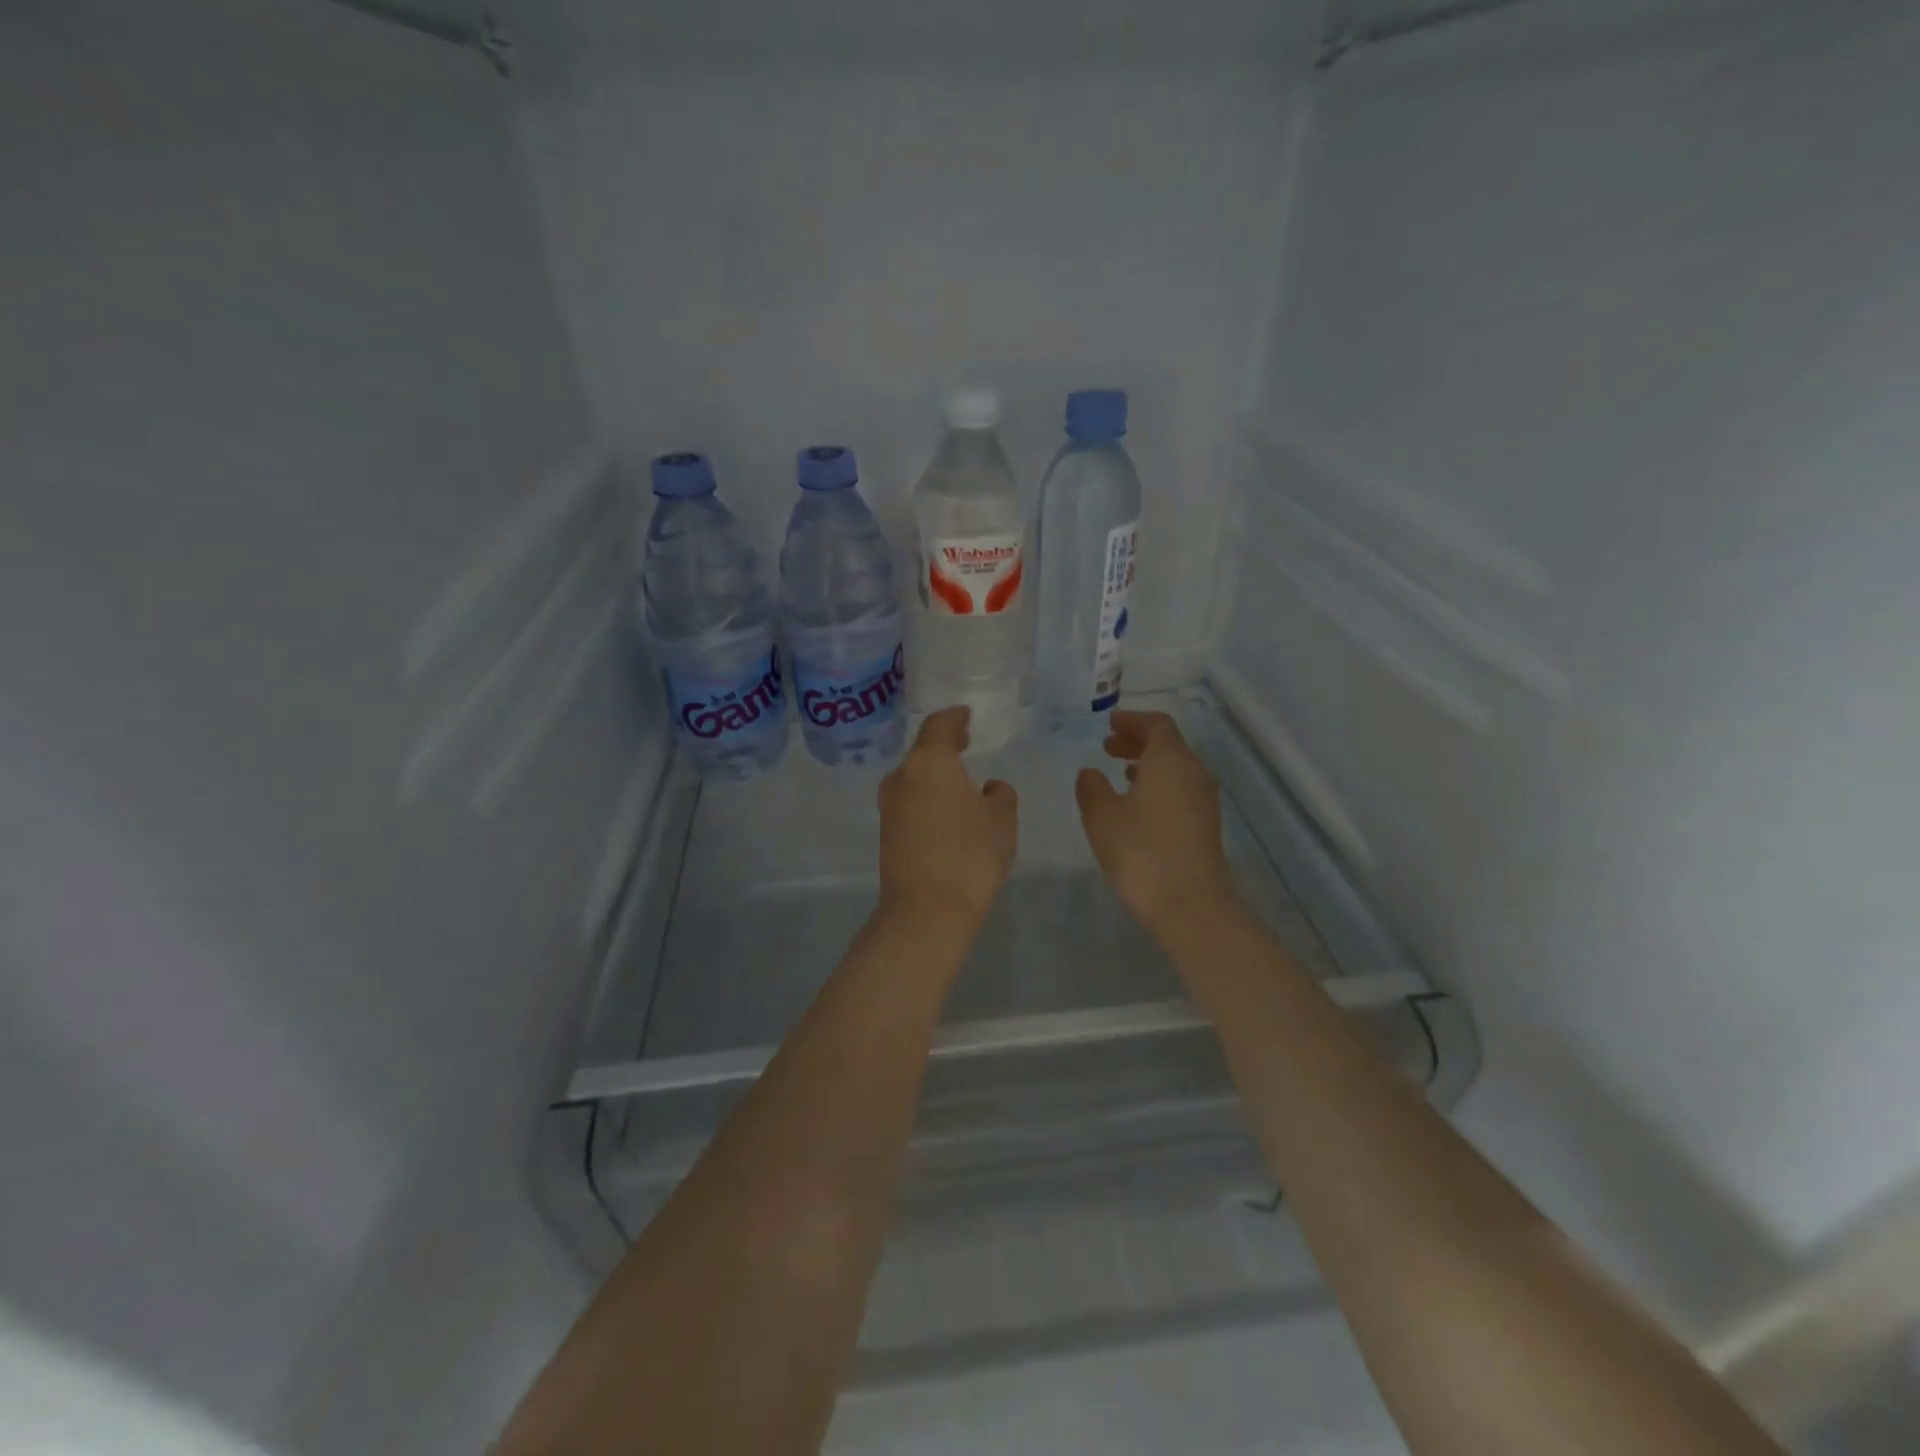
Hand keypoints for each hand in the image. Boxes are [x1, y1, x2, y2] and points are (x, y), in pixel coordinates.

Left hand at [877, 707, 1017, 935]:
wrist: (926, 910)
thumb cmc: (970, 855)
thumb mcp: (1001, 820)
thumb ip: (1000, 794)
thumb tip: (988, 788)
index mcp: (929, 762)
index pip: (939, 725)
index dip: (954, 718)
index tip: (966, 715)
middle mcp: (902, 777)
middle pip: (922, 750)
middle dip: (943, 745)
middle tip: (965, 742)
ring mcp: (889, 805)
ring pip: (913, 777)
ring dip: (934, 773)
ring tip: (958, 778)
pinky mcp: (886, 831)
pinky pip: (909, 800)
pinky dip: (927, 795)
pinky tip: (945, 808)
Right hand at [1075, 710, 1239, 937]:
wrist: (1190, 904)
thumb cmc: (1141, 852)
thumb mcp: (1102, 816)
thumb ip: (1092, 788)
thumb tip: (1091, 773)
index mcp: (1170, 760)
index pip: (1156, 724)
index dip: (1132, 720)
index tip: (1108, 725)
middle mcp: (1193, 772)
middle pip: (1168, 744)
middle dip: (1137, 741)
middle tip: (1107, 747)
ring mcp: (1204, 799)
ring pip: (1176, 767)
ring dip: (1148, 764)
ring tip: (1119, 773)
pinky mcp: (1206, 824)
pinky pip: (1180, 788)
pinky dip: (1158, 784)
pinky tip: (1138, 805)